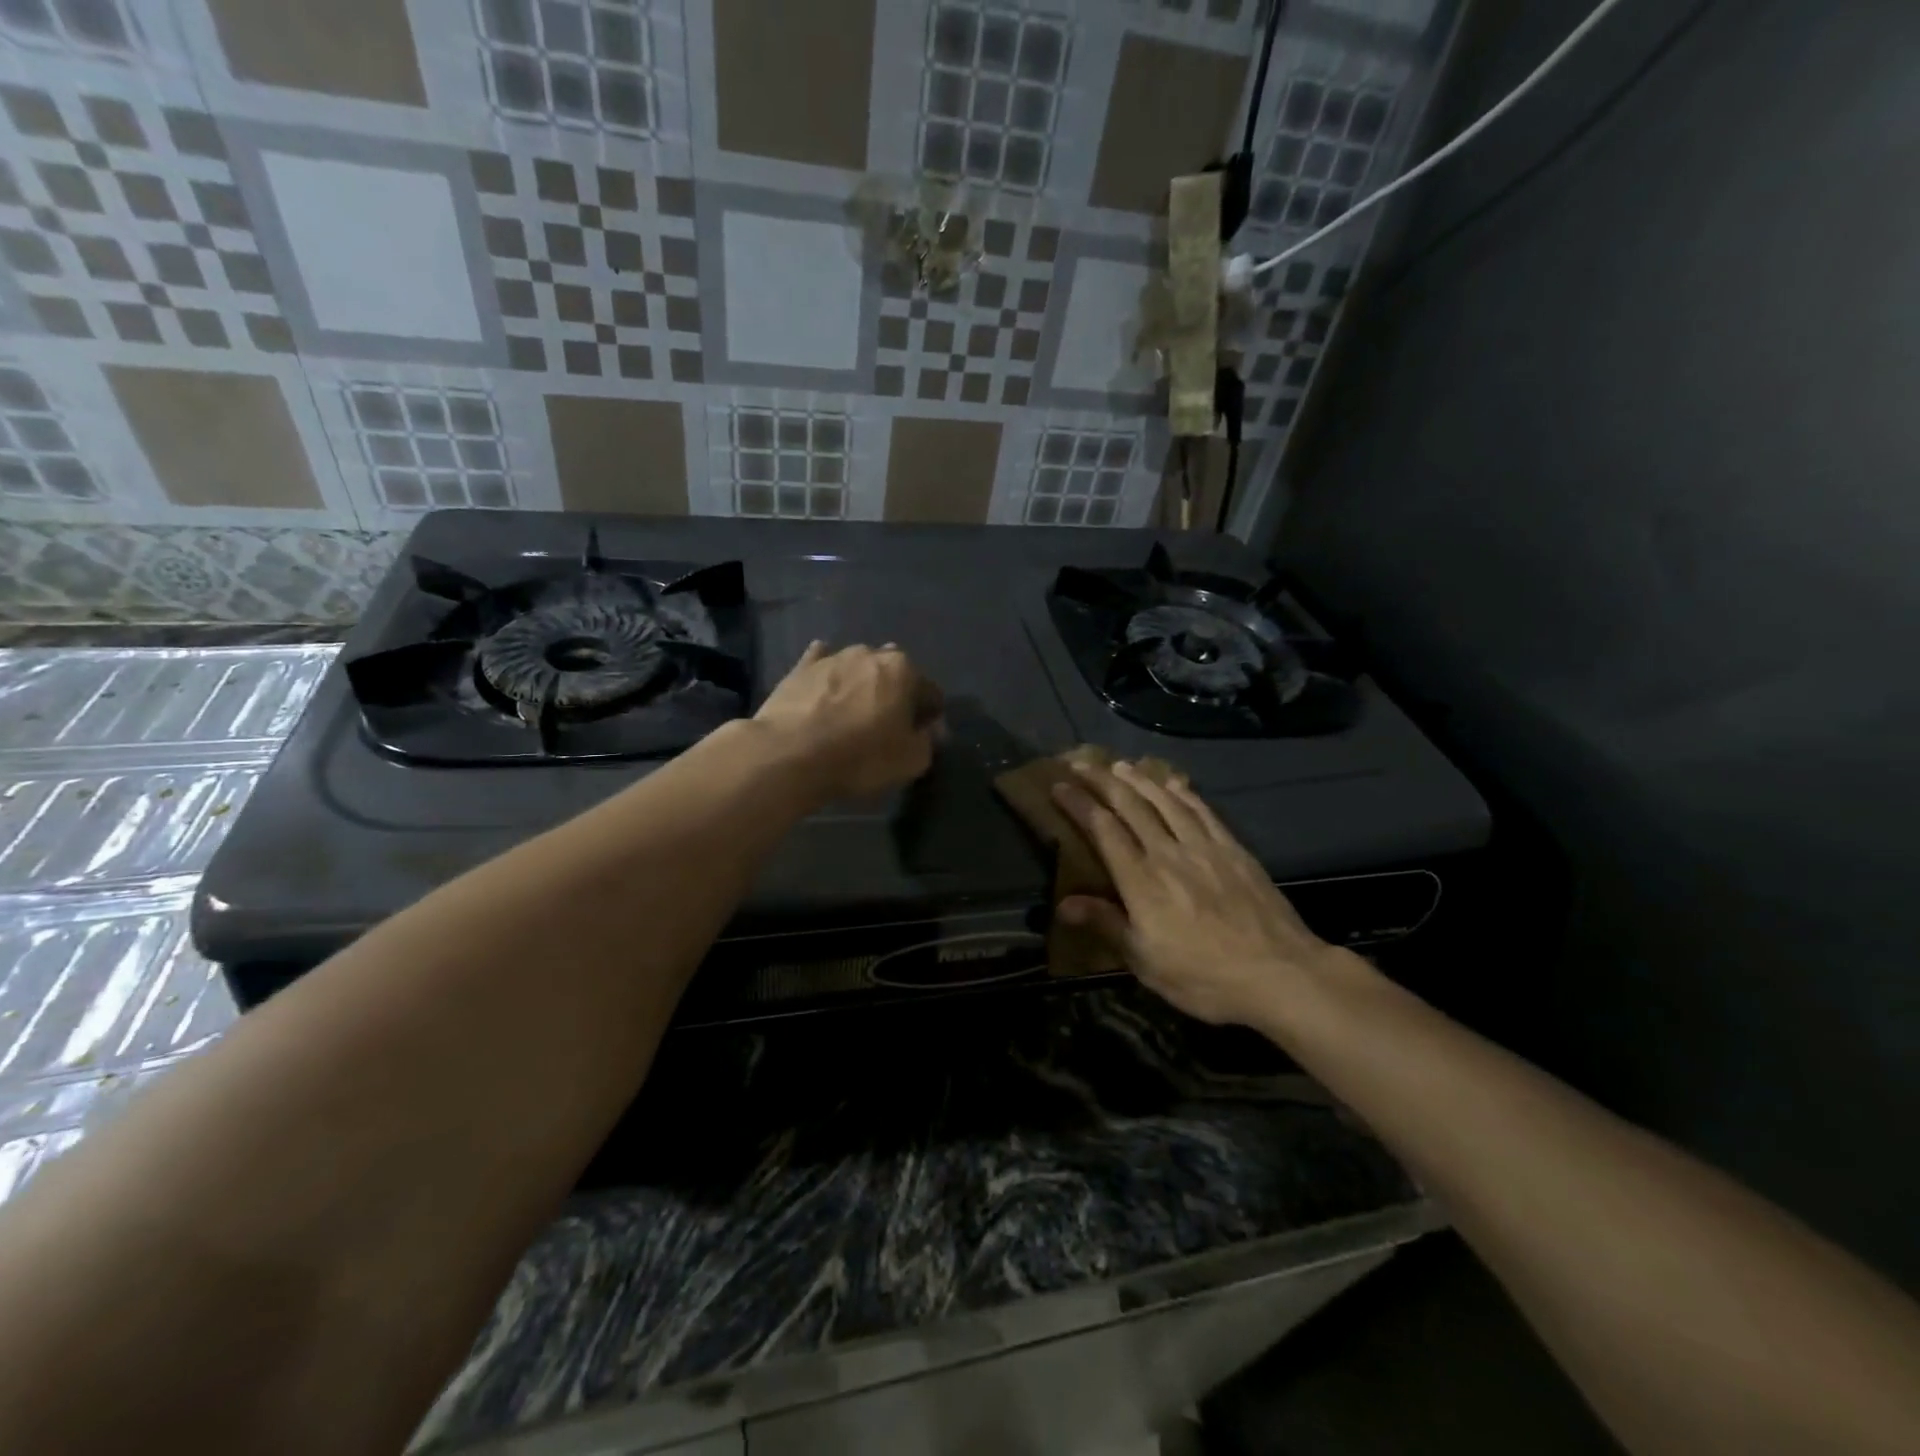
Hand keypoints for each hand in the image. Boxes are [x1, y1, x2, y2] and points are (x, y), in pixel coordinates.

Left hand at [753, 641, 942, 799]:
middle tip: (886, 725)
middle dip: (895, 695)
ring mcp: (833, 657)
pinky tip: (824, 689)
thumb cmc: (860, 757)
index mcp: (904, 670)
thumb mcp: (911, 761)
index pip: (930, 693)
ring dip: (862, 686)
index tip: (919, 737)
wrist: (789, 754)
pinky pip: (821, 665)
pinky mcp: (800, 668)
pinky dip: (828, 675)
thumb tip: (927, 729)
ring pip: (858, 669)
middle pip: (894, 674)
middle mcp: (871, 653)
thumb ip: (928, 741)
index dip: (928, 718)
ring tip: (853, 714)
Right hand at [1051, 760, 1347, 1027]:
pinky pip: (1202, 811)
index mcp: (1142, 881)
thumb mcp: (1146, 962)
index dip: (1079, 805)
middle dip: (1102, 782)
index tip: (1059, 786)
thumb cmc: (1205, 977)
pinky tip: (1173, 783)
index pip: (1103, 830)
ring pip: (1165, 802)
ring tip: (1120, 765)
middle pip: (1131, 807)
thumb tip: (1063, 904)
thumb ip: (1106, 925)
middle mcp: (1168, 853)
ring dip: (1139, 780)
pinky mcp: (1233, 850)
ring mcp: (1204, 847)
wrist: (1280, 973)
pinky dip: (1183, 793)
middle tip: (1082, 765)